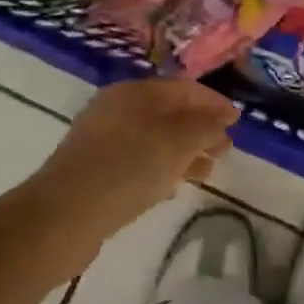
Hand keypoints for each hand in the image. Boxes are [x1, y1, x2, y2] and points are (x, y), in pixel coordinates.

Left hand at [33, 78, 238, 243]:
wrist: (65, 215)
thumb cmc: (129, 167)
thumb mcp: (179, 142)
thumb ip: (205, 126)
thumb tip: (221, 119)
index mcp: (133, 92)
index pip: (183, 88)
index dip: (214, 102)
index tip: (238, 120)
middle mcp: (115, 110)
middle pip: (169, 114)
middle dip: (200, 129)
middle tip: (225, 149)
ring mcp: (102, 141)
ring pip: (154, 140)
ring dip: (184, 152)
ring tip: (207, 172)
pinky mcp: (95, 172)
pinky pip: (138, 163)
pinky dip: (161, 169)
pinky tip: (173, 188)